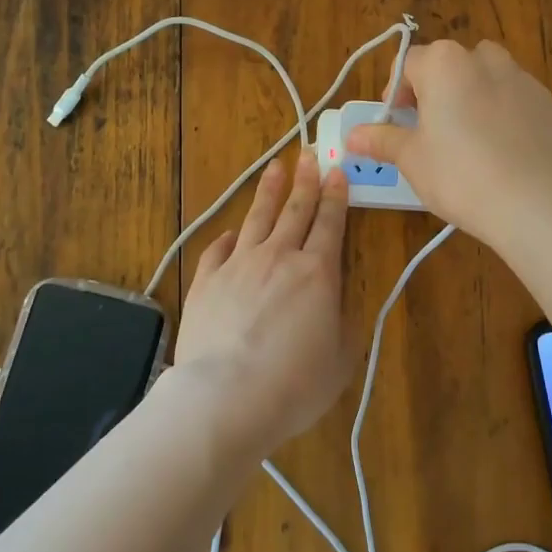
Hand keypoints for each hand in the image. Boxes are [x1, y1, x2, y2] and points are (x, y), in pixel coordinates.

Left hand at [174, 151, 351, 452]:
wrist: (226, 397)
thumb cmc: (295, 384)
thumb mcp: (341, 358)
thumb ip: (345, 323)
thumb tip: (340, 301)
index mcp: (317, 272)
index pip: (330, 222)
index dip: (336, 195)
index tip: (337, 171)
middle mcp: (278, 257)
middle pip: (295, 209)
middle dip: (305, 180)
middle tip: (309, 154)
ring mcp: (238, 264)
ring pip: (258, 218)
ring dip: (269, 191)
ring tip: (275, 167)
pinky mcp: (206, 280)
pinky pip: (219, 248)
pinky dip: (229, 237)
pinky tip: (232, 231)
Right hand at [344, 39, 551, 244]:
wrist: (533, 201)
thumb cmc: (459, 174)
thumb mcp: (411, 159)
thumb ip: (381, 140)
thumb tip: (352, 135)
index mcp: (444, 64)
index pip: (408, 63)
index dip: (395, 92)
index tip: (397, 123)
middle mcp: (484, 59)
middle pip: (450, 65)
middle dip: (436, 91)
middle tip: (430, 132)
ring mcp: (522, 79)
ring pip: (487, 77)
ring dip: (472, 96)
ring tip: (469, 139)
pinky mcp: (548, 103)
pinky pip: (516, 99)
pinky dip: (504, 114)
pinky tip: (502, 151)